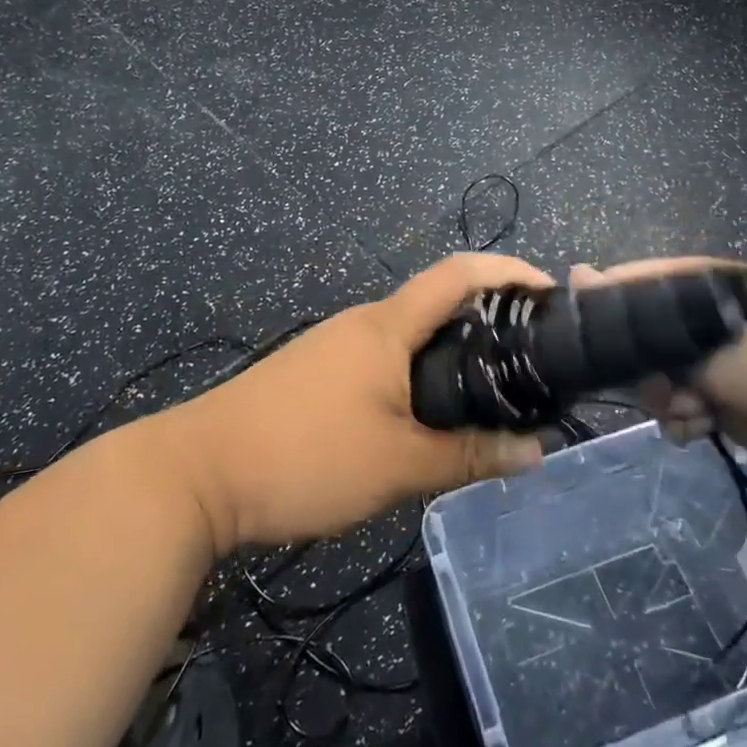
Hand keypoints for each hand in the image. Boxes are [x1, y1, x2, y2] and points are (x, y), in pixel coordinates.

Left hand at [162, 255, 549, 552]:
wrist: (196, 474)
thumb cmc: (305, 456)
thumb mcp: (397, 465)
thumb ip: (468, 457)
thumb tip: (535, 454)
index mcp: (387, 327)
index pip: (459, 274)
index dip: (509, 272)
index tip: (550, 292)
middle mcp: (363, 323)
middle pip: (438, 304)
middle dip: (487, 320)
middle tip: (531, 358)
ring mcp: (334, 346)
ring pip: (409, 337)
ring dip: (451, 352)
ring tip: (489, 393)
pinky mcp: (316, 373)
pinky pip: (382, 360)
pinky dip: (418, 374)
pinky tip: (425, 417)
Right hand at [574, 259, 746, 475]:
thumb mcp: (707, 325)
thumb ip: (640, 308)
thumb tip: (576, 274)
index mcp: (692, 282)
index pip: (625, 286)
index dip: (602, 311)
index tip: (585, 343)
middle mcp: (696, 317)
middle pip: (636, 341)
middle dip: (641, 369)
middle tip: (662, 383)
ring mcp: (712, 361)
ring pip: (655, 381)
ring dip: (665, 400)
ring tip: (692, 409)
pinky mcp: (725, 401)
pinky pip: (681, 410)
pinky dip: (685, 421)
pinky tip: (701, 427)